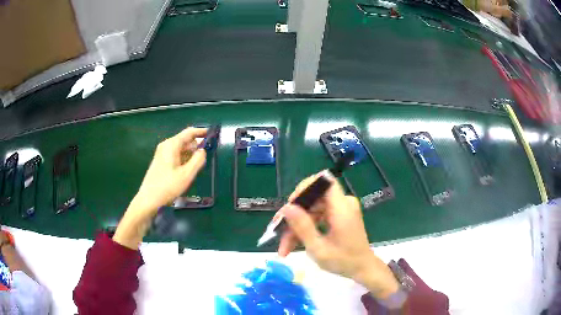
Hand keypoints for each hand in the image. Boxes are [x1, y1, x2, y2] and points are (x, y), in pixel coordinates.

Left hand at [130, 127, 207, 217]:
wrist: (149, 200)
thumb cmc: (168, 186)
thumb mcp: (187, 174)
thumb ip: (198, 160)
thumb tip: (203, 150)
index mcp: (172, 145)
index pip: (189, 132)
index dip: (201, 132)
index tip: (213, 134)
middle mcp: (166, 146)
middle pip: (185, 140)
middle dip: (196, 146)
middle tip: (206, 157)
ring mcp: (162, 153)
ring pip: (181, 149)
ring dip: (190, 154)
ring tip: (198, 167)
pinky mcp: (161, 161)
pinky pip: (176, 155)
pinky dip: (184, 159)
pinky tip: (187, 170)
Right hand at [278, 173, 399, 298]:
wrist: (363, 268)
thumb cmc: (344, 261)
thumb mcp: (319, 248)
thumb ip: (303, 227)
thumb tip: (286, 207)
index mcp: (342, 208)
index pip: (324, 181)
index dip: (305, 188)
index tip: (290, 206)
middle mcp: (343, 203)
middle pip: (313, 198)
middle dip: (294, 215)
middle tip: (279, 232)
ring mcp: (341, 209)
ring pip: (311, 209)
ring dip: (296, 226)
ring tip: (285, 247)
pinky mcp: (338, 215)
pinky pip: (317, 215)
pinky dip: (305, 228)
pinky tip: (294, 243)